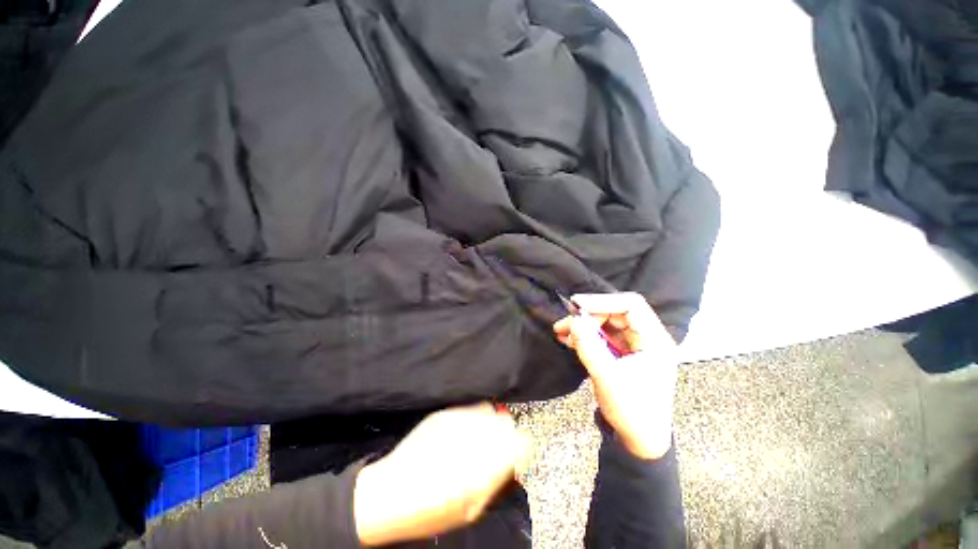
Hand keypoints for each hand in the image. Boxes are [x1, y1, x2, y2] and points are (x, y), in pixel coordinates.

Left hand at [354, 403, 528, 545]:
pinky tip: (460, 434)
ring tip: (478, 438)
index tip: (516, 453)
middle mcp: (475, 437)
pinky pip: (468, 410)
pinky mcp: (443, 414)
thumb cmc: (432, 510)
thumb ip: (495, 480)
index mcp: (487, 464)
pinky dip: (471, 419)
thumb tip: (511, 461)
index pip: (522, 441)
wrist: (391, 492)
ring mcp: (458, 421)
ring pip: (488, 410)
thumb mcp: (472, 508)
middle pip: (506, 422)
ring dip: (489, 423)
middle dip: (506, 433)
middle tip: (497, 446)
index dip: (521, 446)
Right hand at [553, 292, 677, 459]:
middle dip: (589, 316)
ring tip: (561, 330)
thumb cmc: (631, 412)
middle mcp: (648, 337)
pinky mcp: (624, 352)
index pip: (631, 305)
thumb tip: (573, 321)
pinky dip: (586, 335)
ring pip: (607, 323)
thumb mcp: (607, 377)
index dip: (602, 300)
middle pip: (616, 312)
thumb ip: (588, 346)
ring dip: (584, 325)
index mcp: (655, 341)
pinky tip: (568, 339)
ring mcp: (635, 345)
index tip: (577, 305)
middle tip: (566, 324)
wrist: (639, 440)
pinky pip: (604, 335)